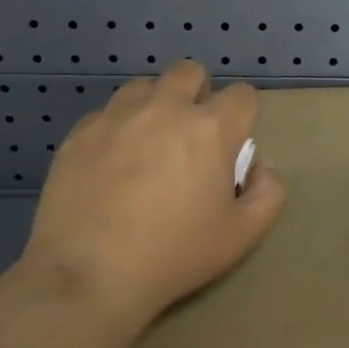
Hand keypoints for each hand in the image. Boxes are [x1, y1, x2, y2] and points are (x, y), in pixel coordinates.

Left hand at [26, 61, 285, 326]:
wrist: (89, 275)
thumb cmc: (175, 255)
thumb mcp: (243, 236)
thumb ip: (268, 193)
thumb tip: (260, 166)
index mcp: (210, 128)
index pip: (242, 94)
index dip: (244, 114)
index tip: (234, 142)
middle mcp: (165, 108)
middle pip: (190, 72)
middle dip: (198, 94)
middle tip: (191, 135)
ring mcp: (118, 116)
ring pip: (144, 86)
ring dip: (155, 105)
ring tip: (149, 143)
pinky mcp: (80, 132)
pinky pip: (106, 113)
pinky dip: (117, 128)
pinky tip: (111, 164)